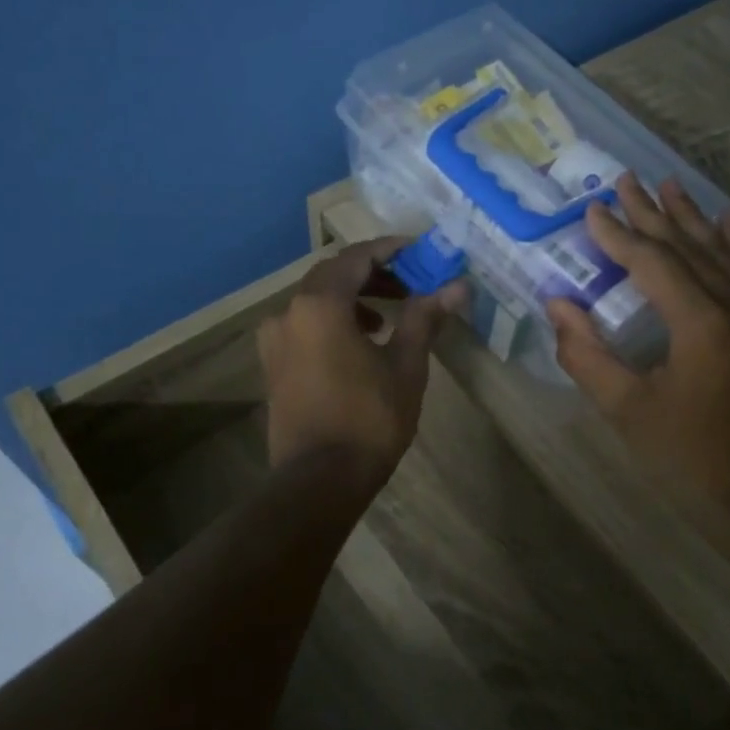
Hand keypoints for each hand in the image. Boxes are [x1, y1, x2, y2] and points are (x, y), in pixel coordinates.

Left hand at [258, 239, 465, 484]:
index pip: (356, 257)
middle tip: (410, 283)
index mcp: (320, 304)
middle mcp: (289, 312)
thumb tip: (457, 286)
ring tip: (388, 317)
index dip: (390, 250)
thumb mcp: (405, 365)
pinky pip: (304, 325)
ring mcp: (275, 340)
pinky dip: (333, 321)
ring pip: (317, 300)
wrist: (320, 479)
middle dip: (373, 274)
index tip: (419, 251)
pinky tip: (359, 344)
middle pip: (333, 275)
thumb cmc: (369, 418)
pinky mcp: (273, 364)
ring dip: (353, 298)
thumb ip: (425, 318)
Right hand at [546, 174, 729, 508]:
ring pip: (719, 252)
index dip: (619, 235)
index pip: (652, 262)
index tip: (591, 209)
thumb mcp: (626, 409)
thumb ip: (586, 355)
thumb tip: (557, 306)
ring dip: (690, 218)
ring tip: (668, 185)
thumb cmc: (688, 455)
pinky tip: (728, 221)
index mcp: (700, 323)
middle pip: (687, 246)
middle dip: (652, 213)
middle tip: (625, 179)